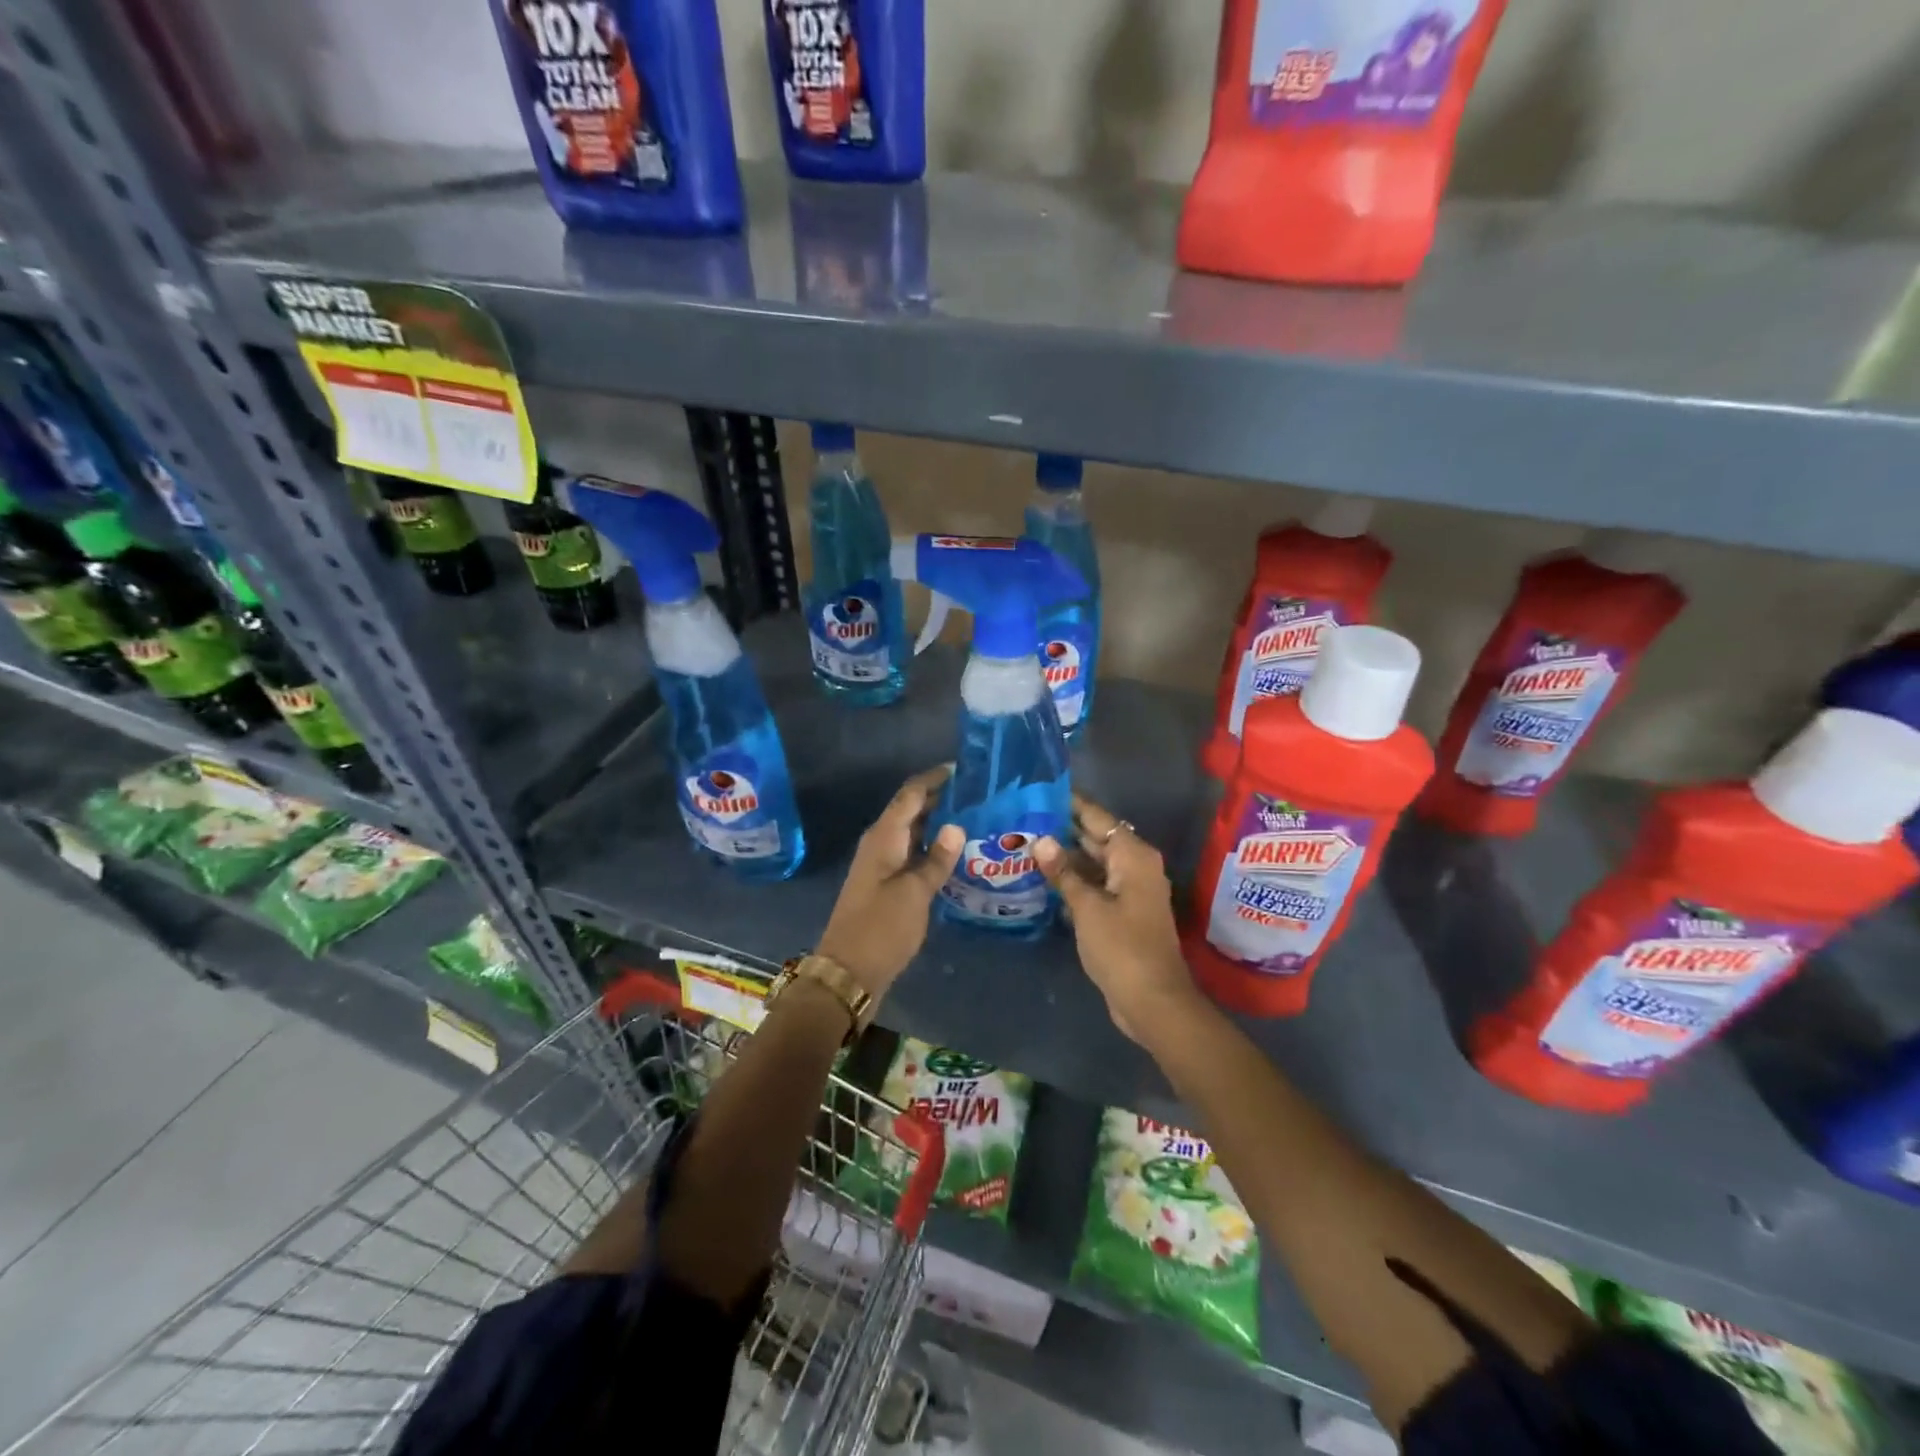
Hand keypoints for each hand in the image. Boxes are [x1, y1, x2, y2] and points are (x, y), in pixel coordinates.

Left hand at [817, 765, 964, 998]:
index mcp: (884, 836)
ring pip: (914, 832)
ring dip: (939, 824)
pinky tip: (957, 854)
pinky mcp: (887, 885)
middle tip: (980, 794)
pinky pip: (913, 854)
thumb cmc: (881, 928)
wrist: (848, 972)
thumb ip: (937, 859)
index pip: (911, 793)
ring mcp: (883, 865)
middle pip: (912, 810)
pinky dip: (933, 849)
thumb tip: (956, 825)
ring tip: (976, 818)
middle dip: (942, 798)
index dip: (935, 778)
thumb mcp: (914, 893)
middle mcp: (881, 843)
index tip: (965, 768)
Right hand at [1034, 795, 1202, 1046]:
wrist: (1152, 1000)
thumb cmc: (1122, 948)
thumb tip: (1041, 840)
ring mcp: (1129, 890)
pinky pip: (1095, 884)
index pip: (1097, 817)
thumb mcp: (1087, 907)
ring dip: (1065, 855)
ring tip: (1025, 841)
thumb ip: (1063, 872)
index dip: (1070, 802)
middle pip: (1095, 837)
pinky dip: (1073, 879)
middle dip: (1063, 828)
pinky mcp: (1122, 911)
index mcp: (1132, 855)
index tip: (1040, 789)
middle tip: (1023, 815)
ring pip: (1093, 862)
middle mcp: (1134, 866)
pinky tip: (1043, 877)